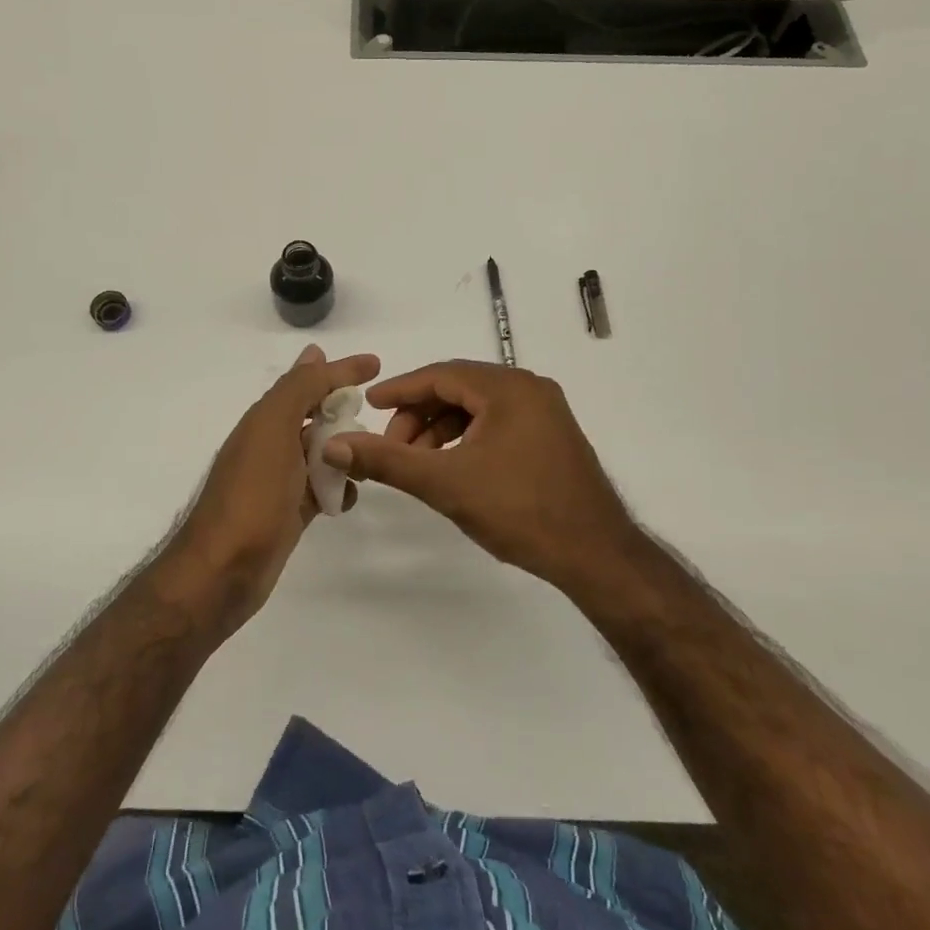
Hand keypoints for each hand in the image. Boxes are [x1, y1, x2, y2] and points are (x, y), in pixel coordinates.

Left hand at [164, 345, 380, 634]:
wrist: (223, 570)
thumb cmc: (252, 495)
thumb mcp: (273, 430)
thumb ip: (296, 390)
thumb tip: (315, 352)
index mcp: (264, 420)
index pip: (307, 382)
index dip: (340, 371)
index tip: (376, 364)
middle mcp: (270, 444)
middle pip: (314, 416)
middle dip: (343, 410)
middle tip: (376, 412)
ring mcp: (279, 481)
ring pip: (320, 453)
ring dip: (345, 449)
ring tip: (373, 455)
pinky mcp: (289, 512)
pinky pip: (321, 489)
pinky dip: (338, 487)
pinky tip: (350, 496)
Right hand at [323, 360, 636, 590]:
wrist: (595, 555)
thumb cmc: (519, 510)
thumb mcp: (445, 483)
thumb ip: (387, 461)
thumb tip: (334, 446)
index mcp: (508, 388)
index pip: (441, 375)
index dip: (400, 390)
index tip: (368, 404)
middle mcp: (530, 389)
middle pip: (459, 389)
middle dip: (419, 416)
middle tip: (392, 446)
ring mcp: (546, 413)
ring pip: (478, 409)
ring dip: (442, 430)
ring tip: (418, 463)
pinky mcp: (552, 437)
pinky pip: (498, 424)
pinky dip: (467, 440)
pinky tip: (452, 468)